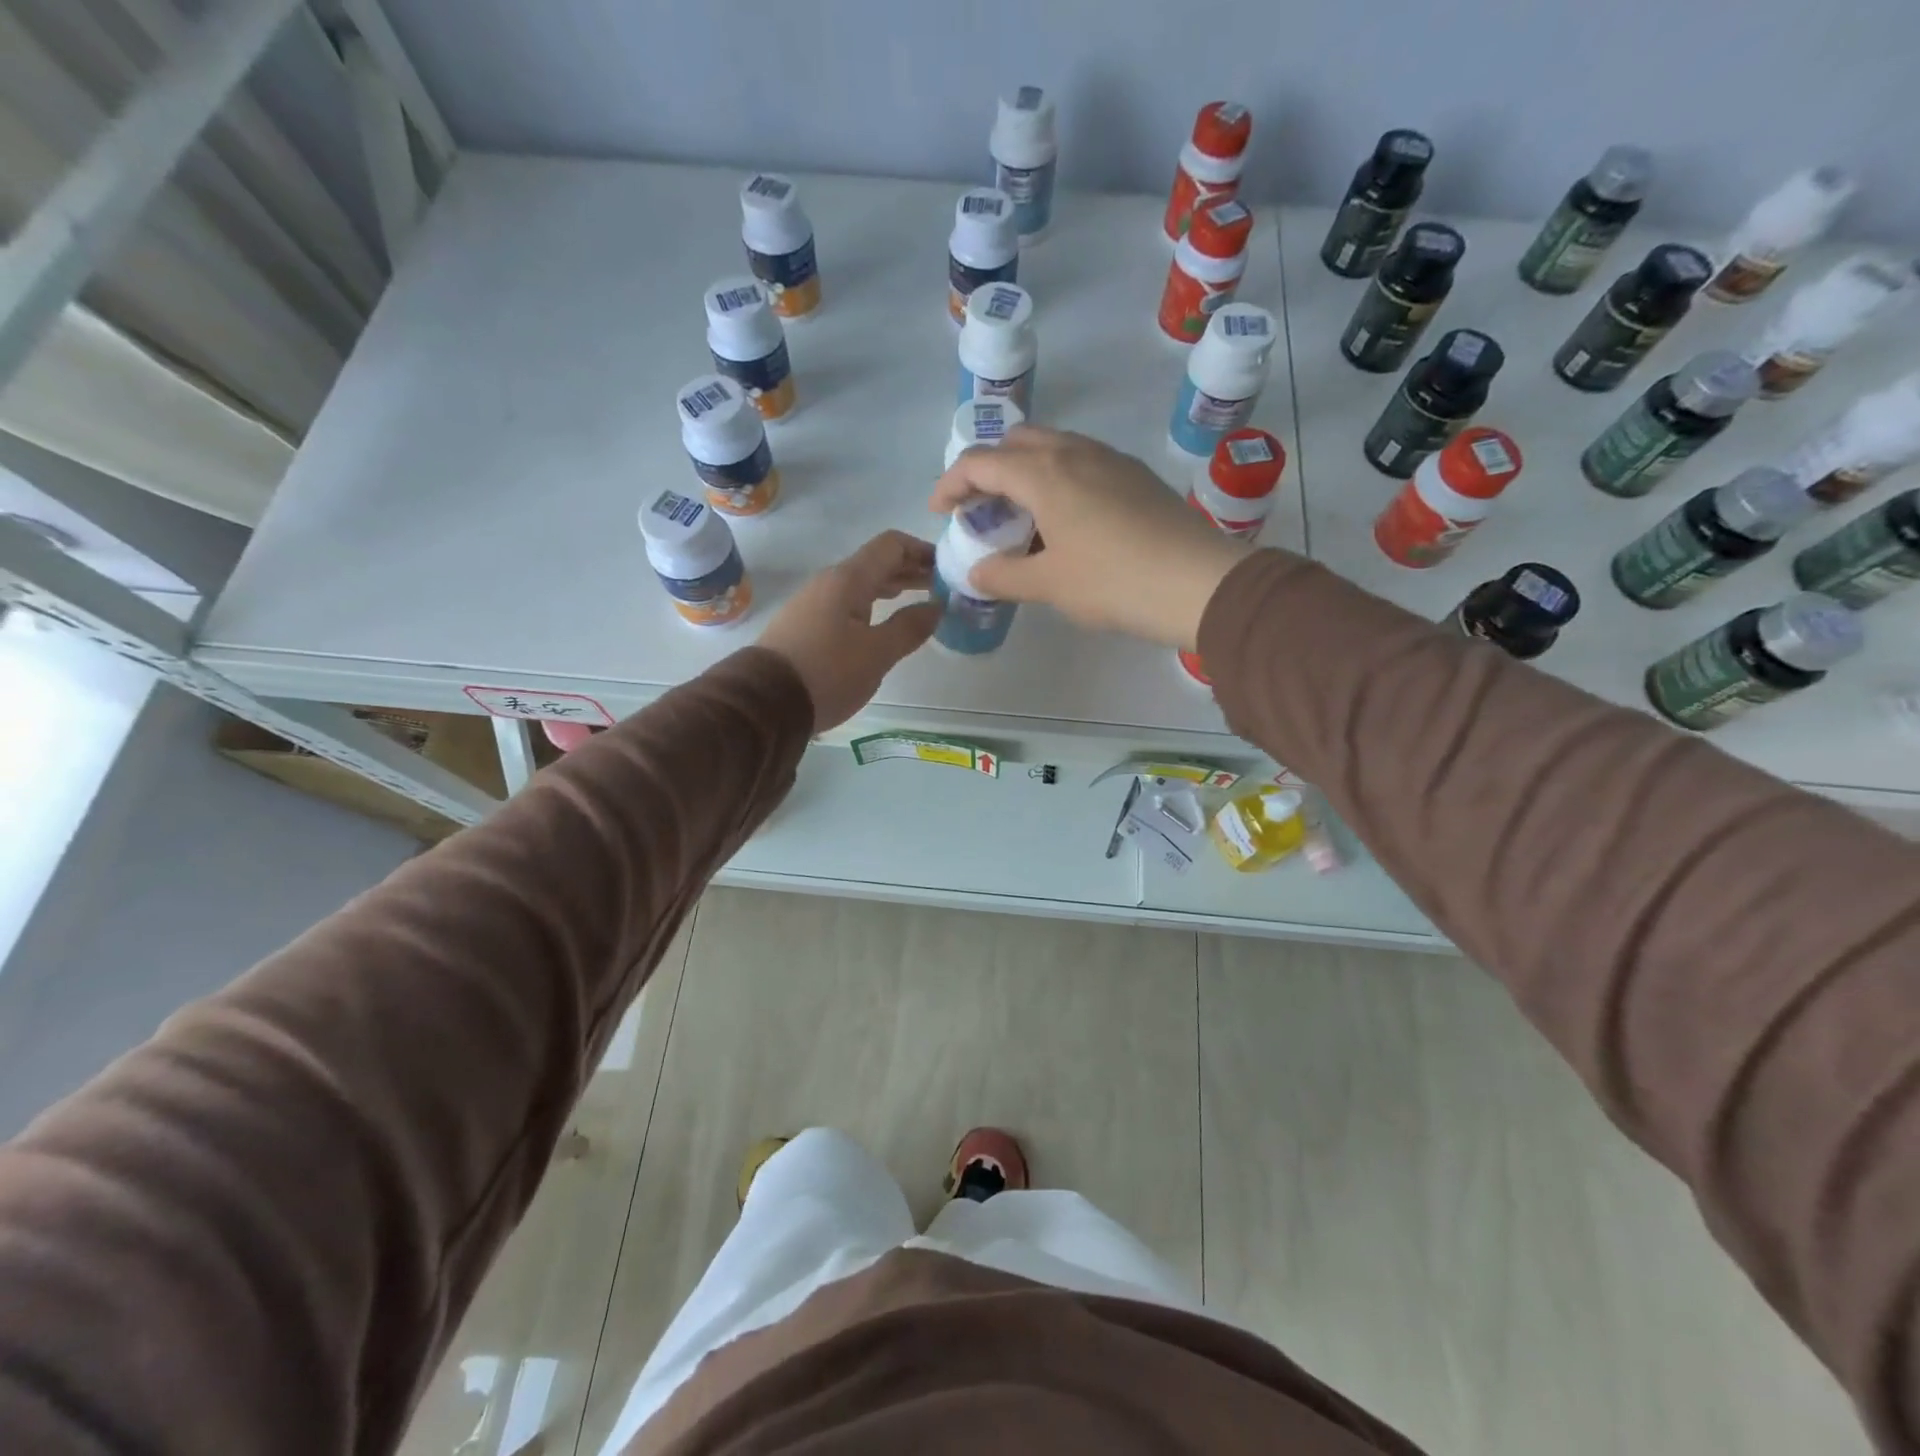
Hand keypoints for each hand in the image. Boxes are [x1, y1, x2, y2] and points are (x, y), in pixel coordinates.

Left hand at [758, 530, 940, 730]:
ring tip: (919, 601)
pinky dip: (872, 605)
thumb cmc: (828, 673)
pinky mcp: (805, 625)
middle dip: (911, 570)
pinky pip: (847, 603)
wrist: (765, 702)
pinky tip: (883, 623)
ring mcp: (813, 603)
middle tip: (942, 587)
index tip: (947, 568)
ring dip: (892, 588)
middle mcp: (829, 582)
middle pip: (876, 563)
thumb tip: (937, 606)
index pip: (891, 545)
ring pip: (861, 584)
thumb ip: (910, 627)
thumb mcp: (877, 653)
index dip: (922, 551)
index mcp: (848, 580)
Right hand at [929, 426, 1252, 649]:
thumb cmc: (1113, 581)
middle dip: (988, 468)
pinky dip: (1057, 480)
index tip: (939, 512)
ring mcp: (1111, 460)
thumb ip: (1004, 576)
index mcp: (1045, 473)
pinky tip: (1064, 519)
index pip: (981, 462)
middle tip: (979, 508)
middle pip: (1017, 442)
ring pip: (1053, 448)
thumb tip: (977, 572)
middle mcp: (1075, 453)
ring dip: (1025, 472)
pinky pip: (1082, 463)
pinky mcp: (1136, 476)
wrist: (1199, 582)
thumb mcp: (1049, 584)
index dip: (951, 483)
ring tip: (1019, 515)